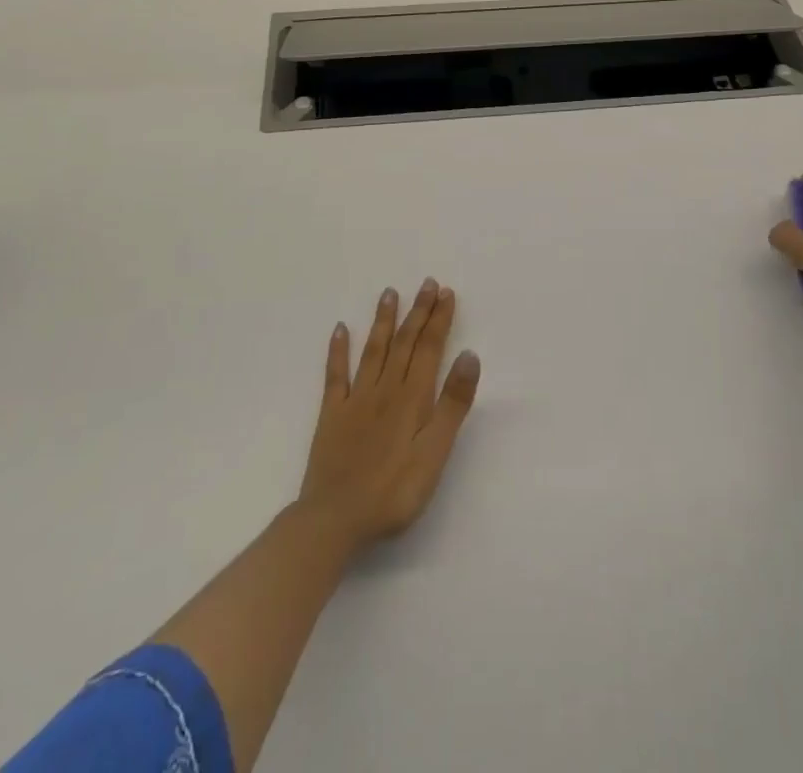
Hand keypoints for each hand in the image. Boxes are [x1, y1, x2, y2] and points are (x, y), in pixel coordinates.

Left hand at [299, 279, 481, 550]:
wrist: (334, 519)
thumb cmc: (394, 491)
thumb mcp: (435, 452)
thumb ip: (452, 404)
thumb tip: (470, 355)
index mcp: (412, 398)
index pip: (430, 348)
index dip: (439, 319)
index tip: (446, 293)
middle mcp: (385, 389)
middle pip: (405, 343)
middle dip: (418, 311)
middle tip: (427, 283)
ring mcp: (356, 399)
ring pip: (373, 350)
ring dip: (383, 320)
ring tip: (389, 292)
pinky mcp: (332, 414)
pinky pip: (336, 374)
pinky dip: (338, 350)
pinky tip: (339, 329)